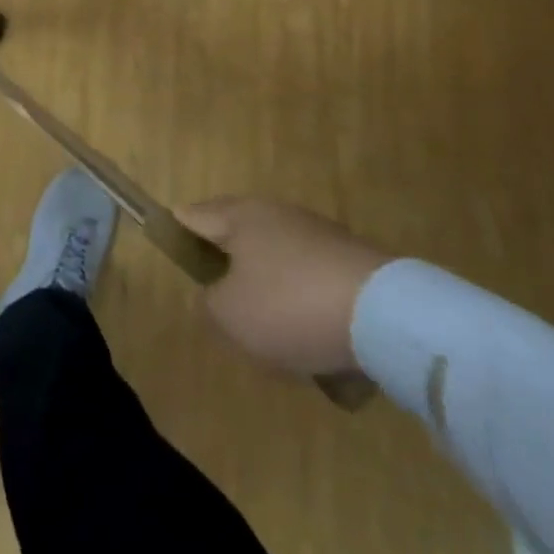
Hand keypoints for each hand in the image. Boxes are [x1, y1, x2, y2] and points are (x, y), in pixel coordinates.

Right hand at [177, 197, 392, 377]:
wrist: (384, 314)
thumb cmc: (289, 305)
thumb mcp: (230, 315)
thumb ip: (208, 304)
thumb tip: (212, 296)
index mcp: (240, 217)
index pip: (195, 215)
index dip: (178, 227)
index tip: (168, 239)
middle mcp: (276, 214)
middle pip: (239, 235)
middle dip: (227, 262)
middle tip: (220, 298)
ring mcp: (317, 233)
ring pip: (277, 260)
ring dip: (269, 288)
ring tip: (271, 331)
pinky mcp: (350, 259)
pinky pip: (311, 281)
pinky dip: (305, 304)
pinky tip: (312, 339)